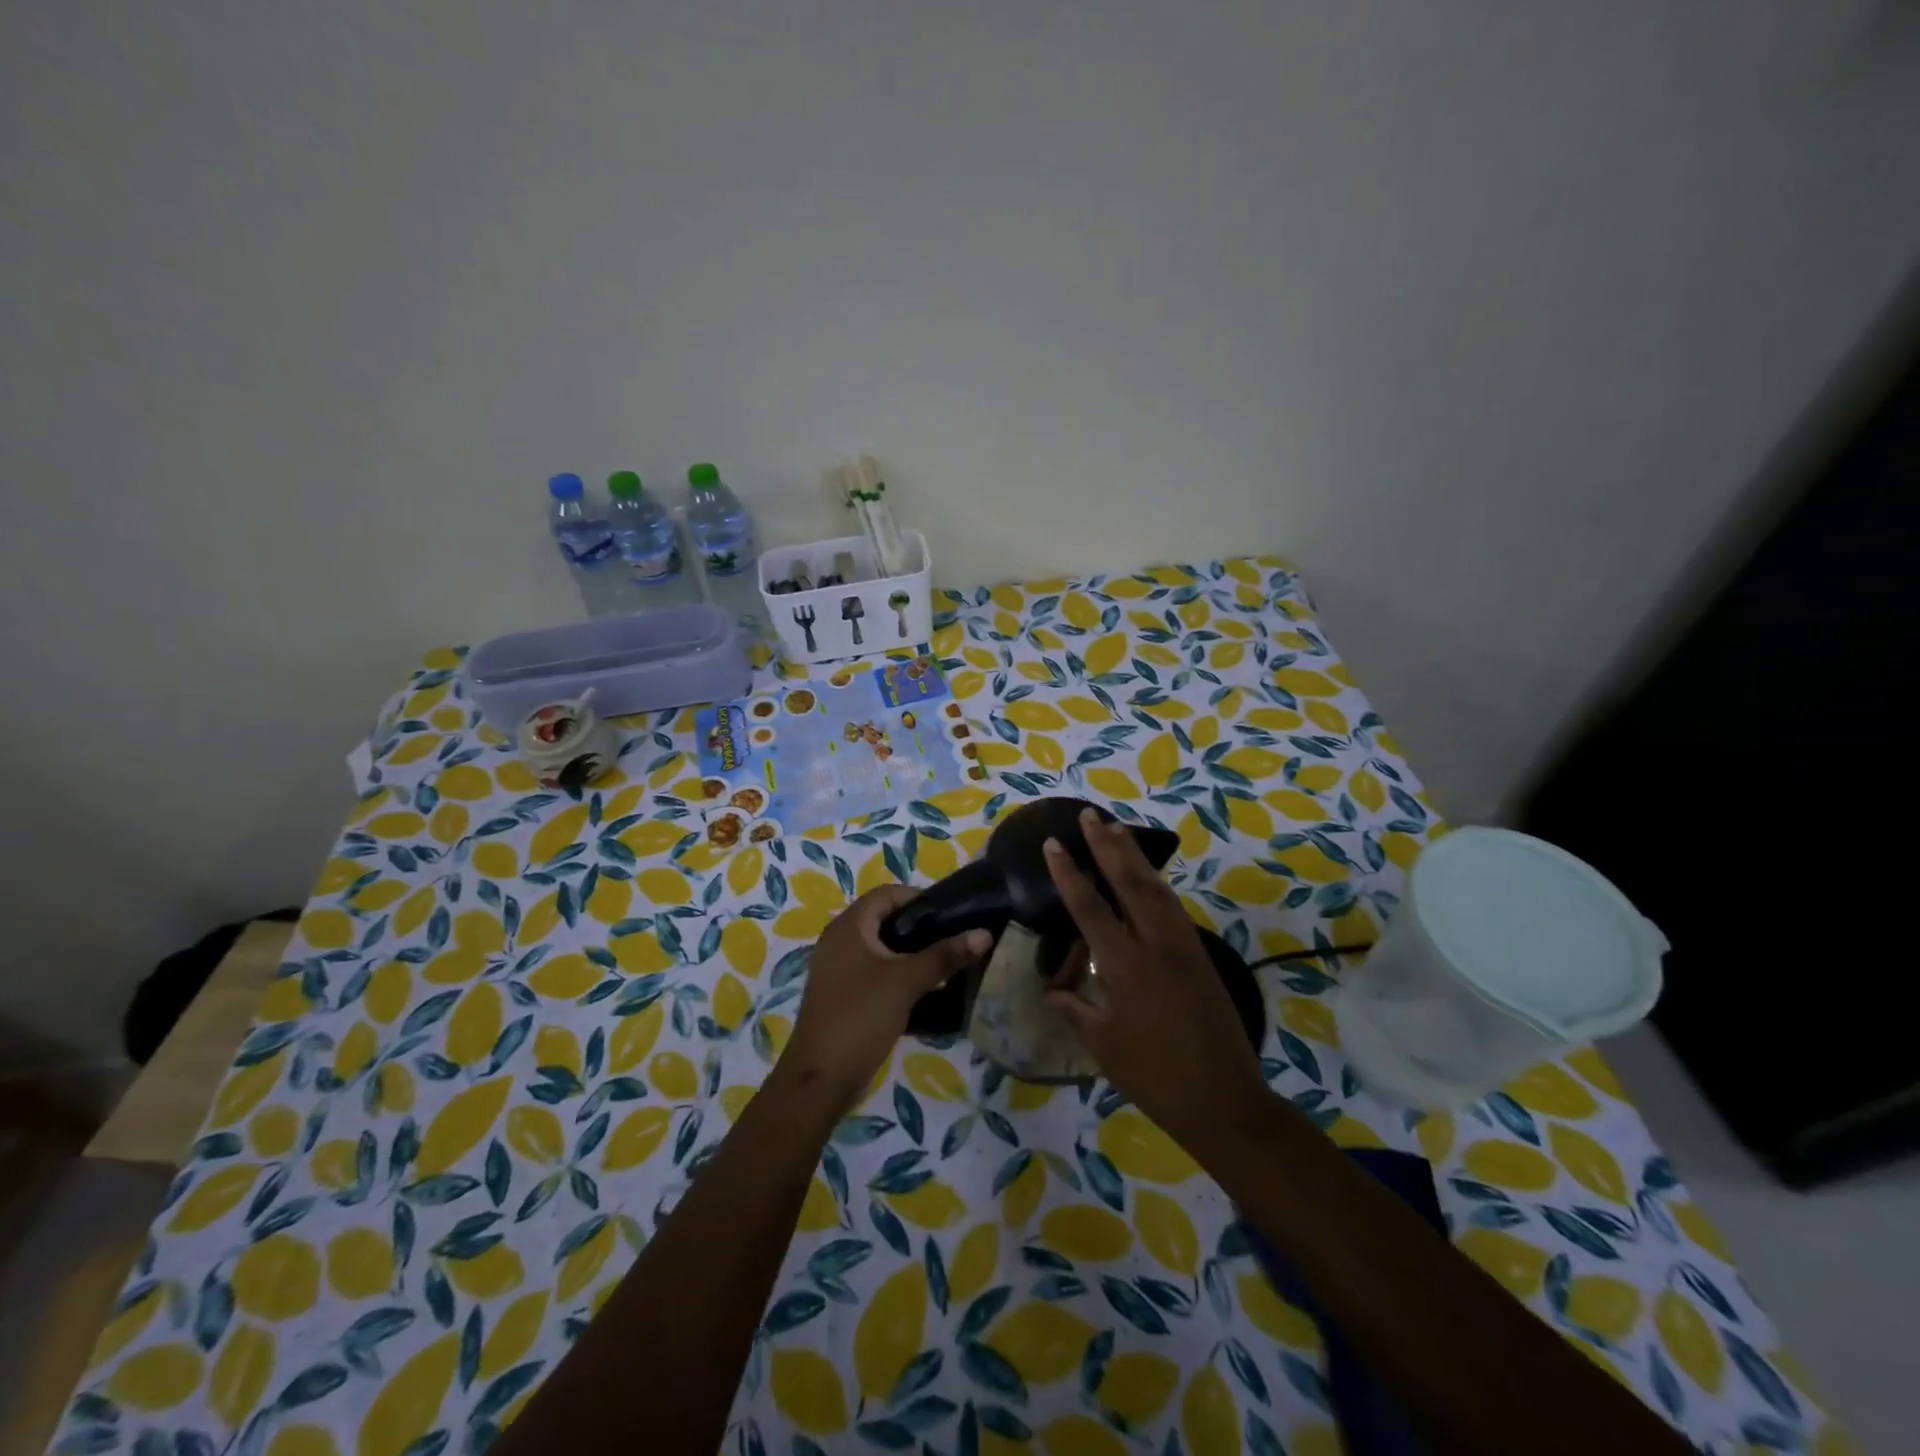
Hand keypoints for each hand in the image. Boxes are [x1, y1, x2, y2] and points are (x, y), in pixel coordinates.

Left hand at [784, 885, 989, 1114]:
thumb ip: (945, 955)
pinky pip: (878, 975)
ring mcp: (840, 970)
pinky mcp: (845, 996)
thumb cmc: (860, 1016)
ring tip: (948, 965)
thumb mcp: (906, 982)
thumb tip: (984, 933)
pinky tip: (928, 993)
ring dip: (913, 955)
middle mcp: (840, 941)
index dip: (919, 898)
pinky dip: (901, 978)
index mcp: (849, 927)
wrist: (820, 1079)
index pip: (887, 894)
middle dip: (921, 929)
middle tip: (955, 939)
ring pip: (884, 950)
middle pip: (886, 921)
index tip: (952, 913)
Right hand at [1044, 808, 1268, 1148]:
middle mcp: (1155, 945)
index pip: (1089, 908)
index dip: (1068, 874)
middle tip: (1090, 815)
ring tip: (1117, 830)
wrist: (1223, 1098)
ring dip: (1135, 856)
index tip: (1053, 843)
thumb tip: (1052, 991)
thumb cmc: (1153, 1076)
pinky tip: (1148, 876)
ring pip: (1156, 888)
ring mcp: (1182, 946)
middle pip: (1129, 882)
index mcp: (1124, 966)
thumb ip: (1076, 1011)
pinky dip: (1156, 883)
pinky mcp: (1200, 954)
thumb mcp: (1103, 1047)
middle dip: (1107, 845)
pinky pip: (1173, 907)